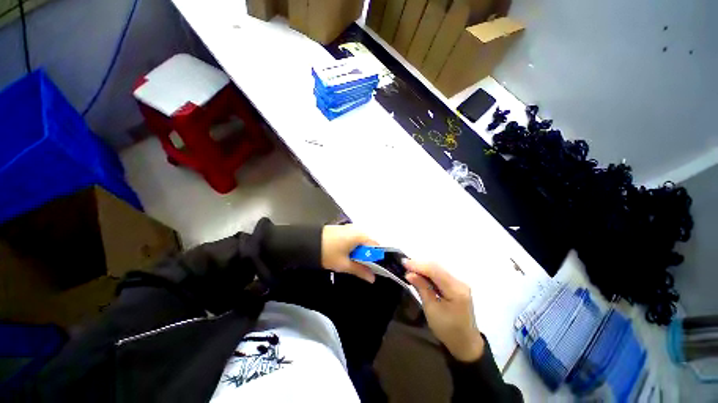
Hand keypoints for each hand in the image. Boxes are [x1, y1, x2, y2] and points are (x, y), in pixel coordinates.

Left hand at [321, 225, 376, 282]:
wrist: (306, 242)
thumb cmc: (327, 252)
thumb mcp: (344, 264)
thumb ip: (360, 270)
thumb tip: (372, 278)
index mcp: (360, 235)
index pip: (376, 246)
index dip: (377, 258)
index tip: (375, 269)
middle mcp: (357, 228)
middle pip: (369, 243)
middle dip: (368, 255)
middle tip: (362, 267)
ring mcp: (350, 228)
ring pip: (361, 241)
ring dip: (360, 251)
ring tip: (353, 262)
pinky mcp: (343, 229)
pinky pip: (354, 238)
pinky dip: (354, 247)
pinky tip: (347, 254)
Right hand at [404, 260, 484, 361]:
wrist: (465, 343)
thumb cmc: (447, 329)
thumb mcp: (431, 309)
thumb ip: (421, 288)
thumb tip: (409, 273)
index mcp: (456, 290)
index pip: (435, 271)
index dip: (418, 265)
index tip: (404, 263)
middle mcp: (460, 282)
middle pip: (437, 267)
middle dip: (420, 264)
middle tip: (404, 265)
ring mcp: (459, 282)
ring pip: (438, 268)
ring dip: (423, 267)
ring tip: (409, 268)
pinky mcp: (457, 285)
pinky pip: (440, 273)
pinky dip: (429, 272)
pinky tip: (420, 273)